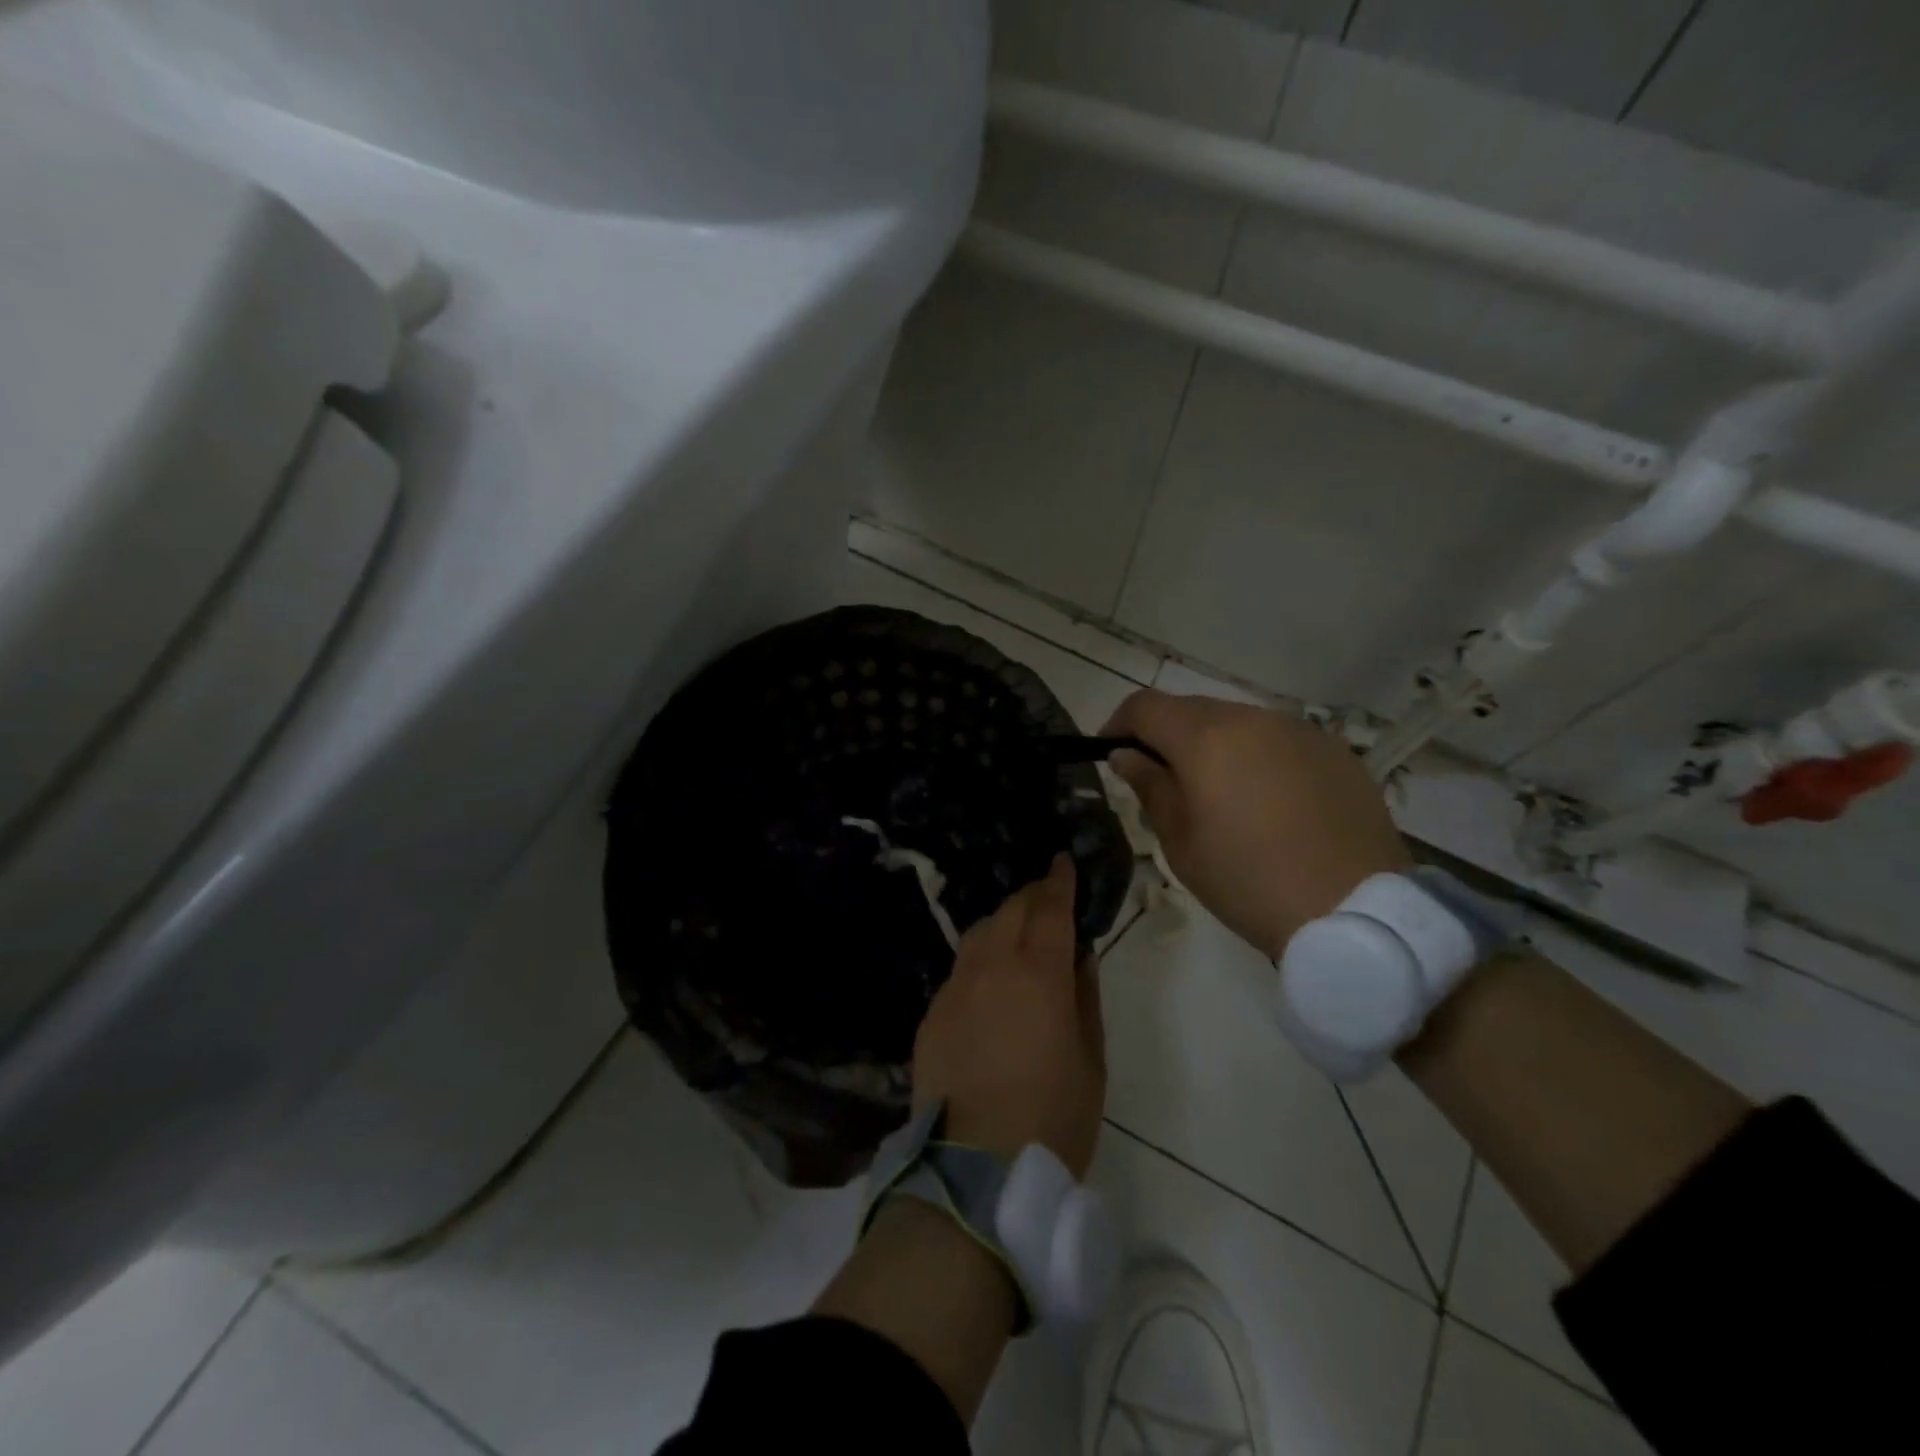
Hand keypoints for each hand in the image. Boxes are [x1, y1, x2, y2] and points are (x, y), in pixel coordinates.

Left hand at [911, 854, 1105, 1177]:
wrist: (973, 1172)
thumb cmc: (1051, 1118)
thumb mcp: (1090, 1060)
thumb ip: (1085, 997)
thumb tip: (1079, 955)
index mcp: (1039, 974)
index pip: (1051, 909)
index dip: (1060, 880)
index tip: (1063, 861)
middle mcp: (992, 966)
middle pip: (1011, 911)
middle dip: (1032, 897)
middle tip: (1049, 899)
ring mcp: (955, 987)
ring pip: (980, 933)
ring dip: (1003, 922)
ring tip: (1019, 933)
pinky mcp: (932, 1011)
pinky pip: (960, 969)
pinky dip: (980, 959)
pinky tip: (989, 982)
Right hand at [1101, 690, 1409, 957]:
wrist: (1356, 912)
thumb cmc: (1249, 881)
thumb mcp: (1182, 842)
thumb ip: (1150, 787)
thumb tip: (1127, 755)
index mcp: (1206, 739)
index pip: (1145, 706)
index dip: (1119, 723)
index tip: (1111, 752)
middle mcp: (1253, 719)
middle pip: (1192, 709)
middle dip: (1166, 735)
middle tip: (1161, 778)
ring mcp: (1300, 731)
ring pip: (1238, 721)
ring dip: (1214, 744)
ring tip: (1218, 793)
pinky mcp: (1335, 751)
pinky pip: (1280, 740)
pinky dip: (1258, 756)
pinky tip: (1268, 800)